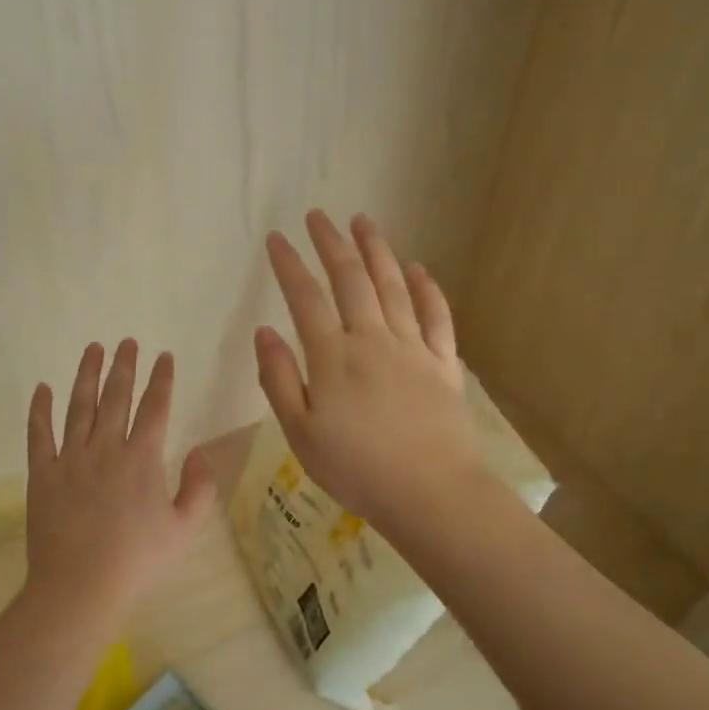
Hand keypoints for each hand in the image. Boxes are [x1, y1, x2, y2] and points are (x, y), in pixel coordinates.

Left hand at [25, 340, 216, 605]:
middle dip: (124, 366)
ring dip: (87, 375)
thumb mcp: (184, 530)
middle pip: (116, 397)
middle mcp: (106, 448)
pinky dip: (40, 409)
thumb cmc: (137, 561)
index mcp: (142, 459)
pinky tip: (42, 388)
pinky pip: (39, 434)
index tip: (164, 356)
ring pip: (79, 406)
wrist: (80, 586)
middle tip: (126, 341)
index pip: (155, 407)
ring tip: (93, 349)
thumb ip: (200, 488)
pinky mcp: (42, 473)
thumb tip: (201, 451)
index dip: (161, 379)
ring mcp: (70, 458)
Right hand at [255, 211, 484, 529]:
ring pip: (393, 286)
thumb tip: (264, 332)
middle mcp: (373, 339)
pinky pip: (436, 316)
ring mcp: (413, 348)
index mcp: (333, 357)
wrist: (430, 493)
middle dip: (332, 243)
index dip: (289, 265)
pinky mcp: (443, 364)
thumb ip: (280, 380)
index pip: (305, 298)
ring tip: (363, 222)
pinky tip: (418, 268)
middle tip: (319, 216)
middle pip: (351, 279)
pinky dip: (426, 289)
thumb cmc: (356, 469)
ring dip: (376, 250)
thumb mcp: (300, 433)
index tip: (277, 238)